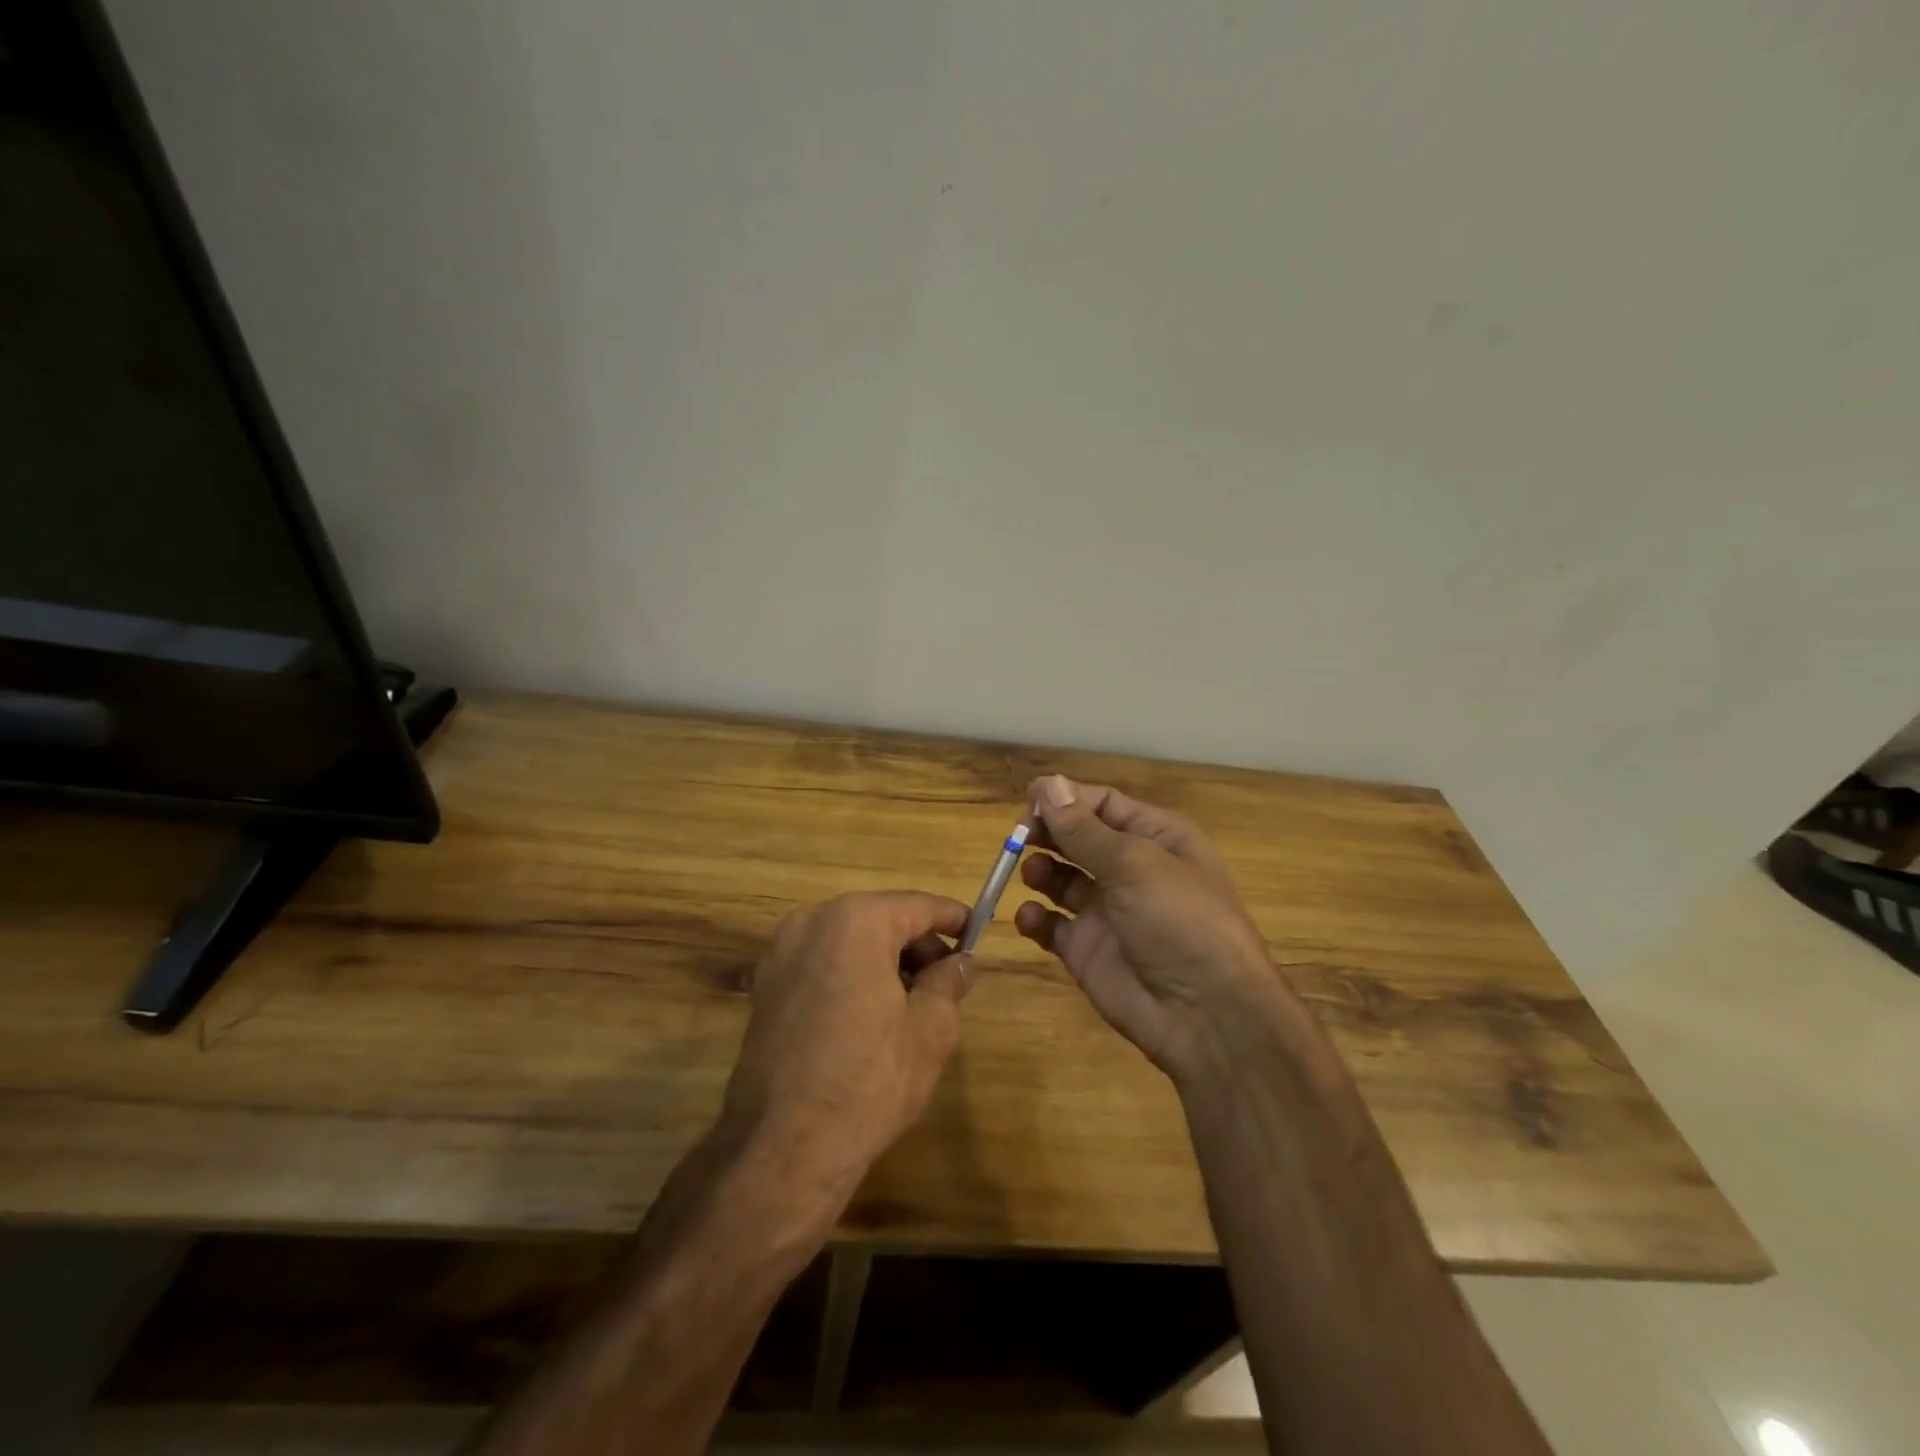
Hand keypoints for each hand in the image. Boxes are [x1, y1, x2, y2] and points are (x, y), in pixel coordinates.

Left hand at [721, 891, 971, 1196]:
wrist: (784, 1146)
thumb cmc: (869, 1081)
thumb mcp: (930, 1031)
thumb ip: (949, 983)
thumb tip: (960, 963)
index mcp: (857, 921)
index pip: (918, 906)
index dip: (952, 918)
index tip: (976, 931)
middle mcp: (812, 921)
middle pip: (880, 918)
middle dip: (917, 943)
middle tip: (948, 978)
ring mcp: (781, 952)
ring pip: (849, 939)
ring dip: (884, 958)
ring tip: (912, 1000)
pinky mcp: (764, 985)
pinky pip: (821, 962)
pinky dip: (850, 973)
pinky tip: (870, 1013)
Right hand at [1015, 775, 1305, 1081]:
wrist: (1206, 1014)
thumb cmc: (1179, 920)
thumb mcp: (1134, 863)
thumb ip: (1084, 828)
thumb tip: (1048, 783)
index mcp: (1156, 838)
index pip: (1104, 805)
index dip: (1066, 799)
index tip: (1028, 799)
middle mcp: (1130, 870)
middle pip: (1078, 838)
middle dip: (1048, 832)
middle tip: (1019, 835)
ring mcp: (1107, 911)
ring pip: (1061, 879)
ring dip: (1040, 870)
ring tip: (1031, 873)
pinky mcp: (1087, 950)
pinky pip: (1052, 925)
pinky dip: (1035, 919)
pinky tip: (1029, 917)